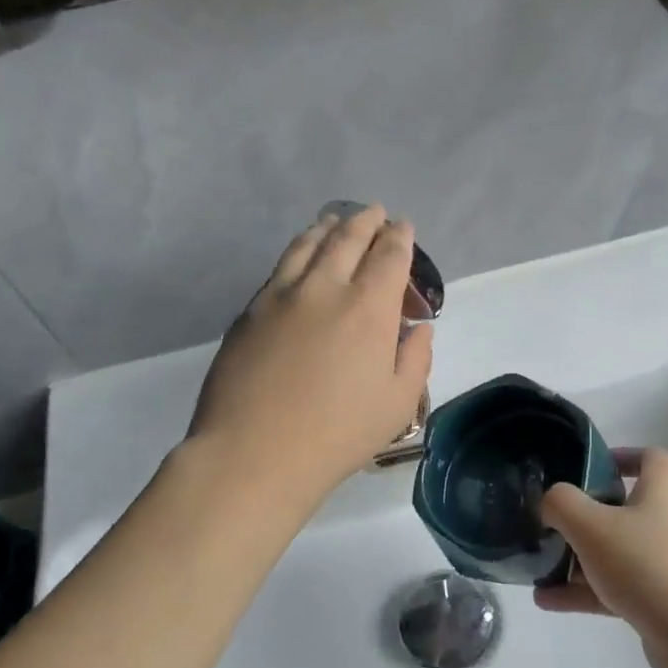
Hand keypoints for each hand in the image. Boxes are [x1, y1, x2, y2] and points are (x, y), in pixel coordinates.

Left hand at [188, 205, 432, 504]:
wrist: (253, 453)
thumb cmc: (337, 434)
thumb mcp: (398, 404)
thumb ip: (415, 359)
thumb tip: (418, 329)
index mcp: (368, 308)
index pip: (389, 256)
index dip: (400, 237)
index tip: (404, 227)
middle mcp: (325, 288)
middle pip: (347, 238)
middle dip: (366, 221)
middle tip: (375, 213)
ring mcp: (280, 296)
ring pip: (307, 245)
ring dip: (327, 228)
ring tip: (335, 222)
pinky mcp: (249, 312)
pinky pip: (279, 268)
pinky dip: (298, 252)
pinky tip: (299, 258)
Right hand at [535, 449, 667, 667]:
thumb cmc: (648, 566)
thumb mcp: (592, 526)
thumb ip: (562, 504)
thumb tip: (550, 501)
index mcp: (661, 493)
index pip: (651, 459)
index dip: (622, 456)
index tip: (588, 468)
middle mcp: (667, 523)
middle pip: (624, 507)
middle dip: (585, 514)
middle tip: (553, 522)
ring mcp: (664, 564)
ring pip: (615, 552)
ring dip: (578, 559)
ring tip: (539, 566)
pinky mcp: (658, 601)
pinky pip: (614, 588)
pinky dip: (583, 592)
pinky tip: (547, 600)